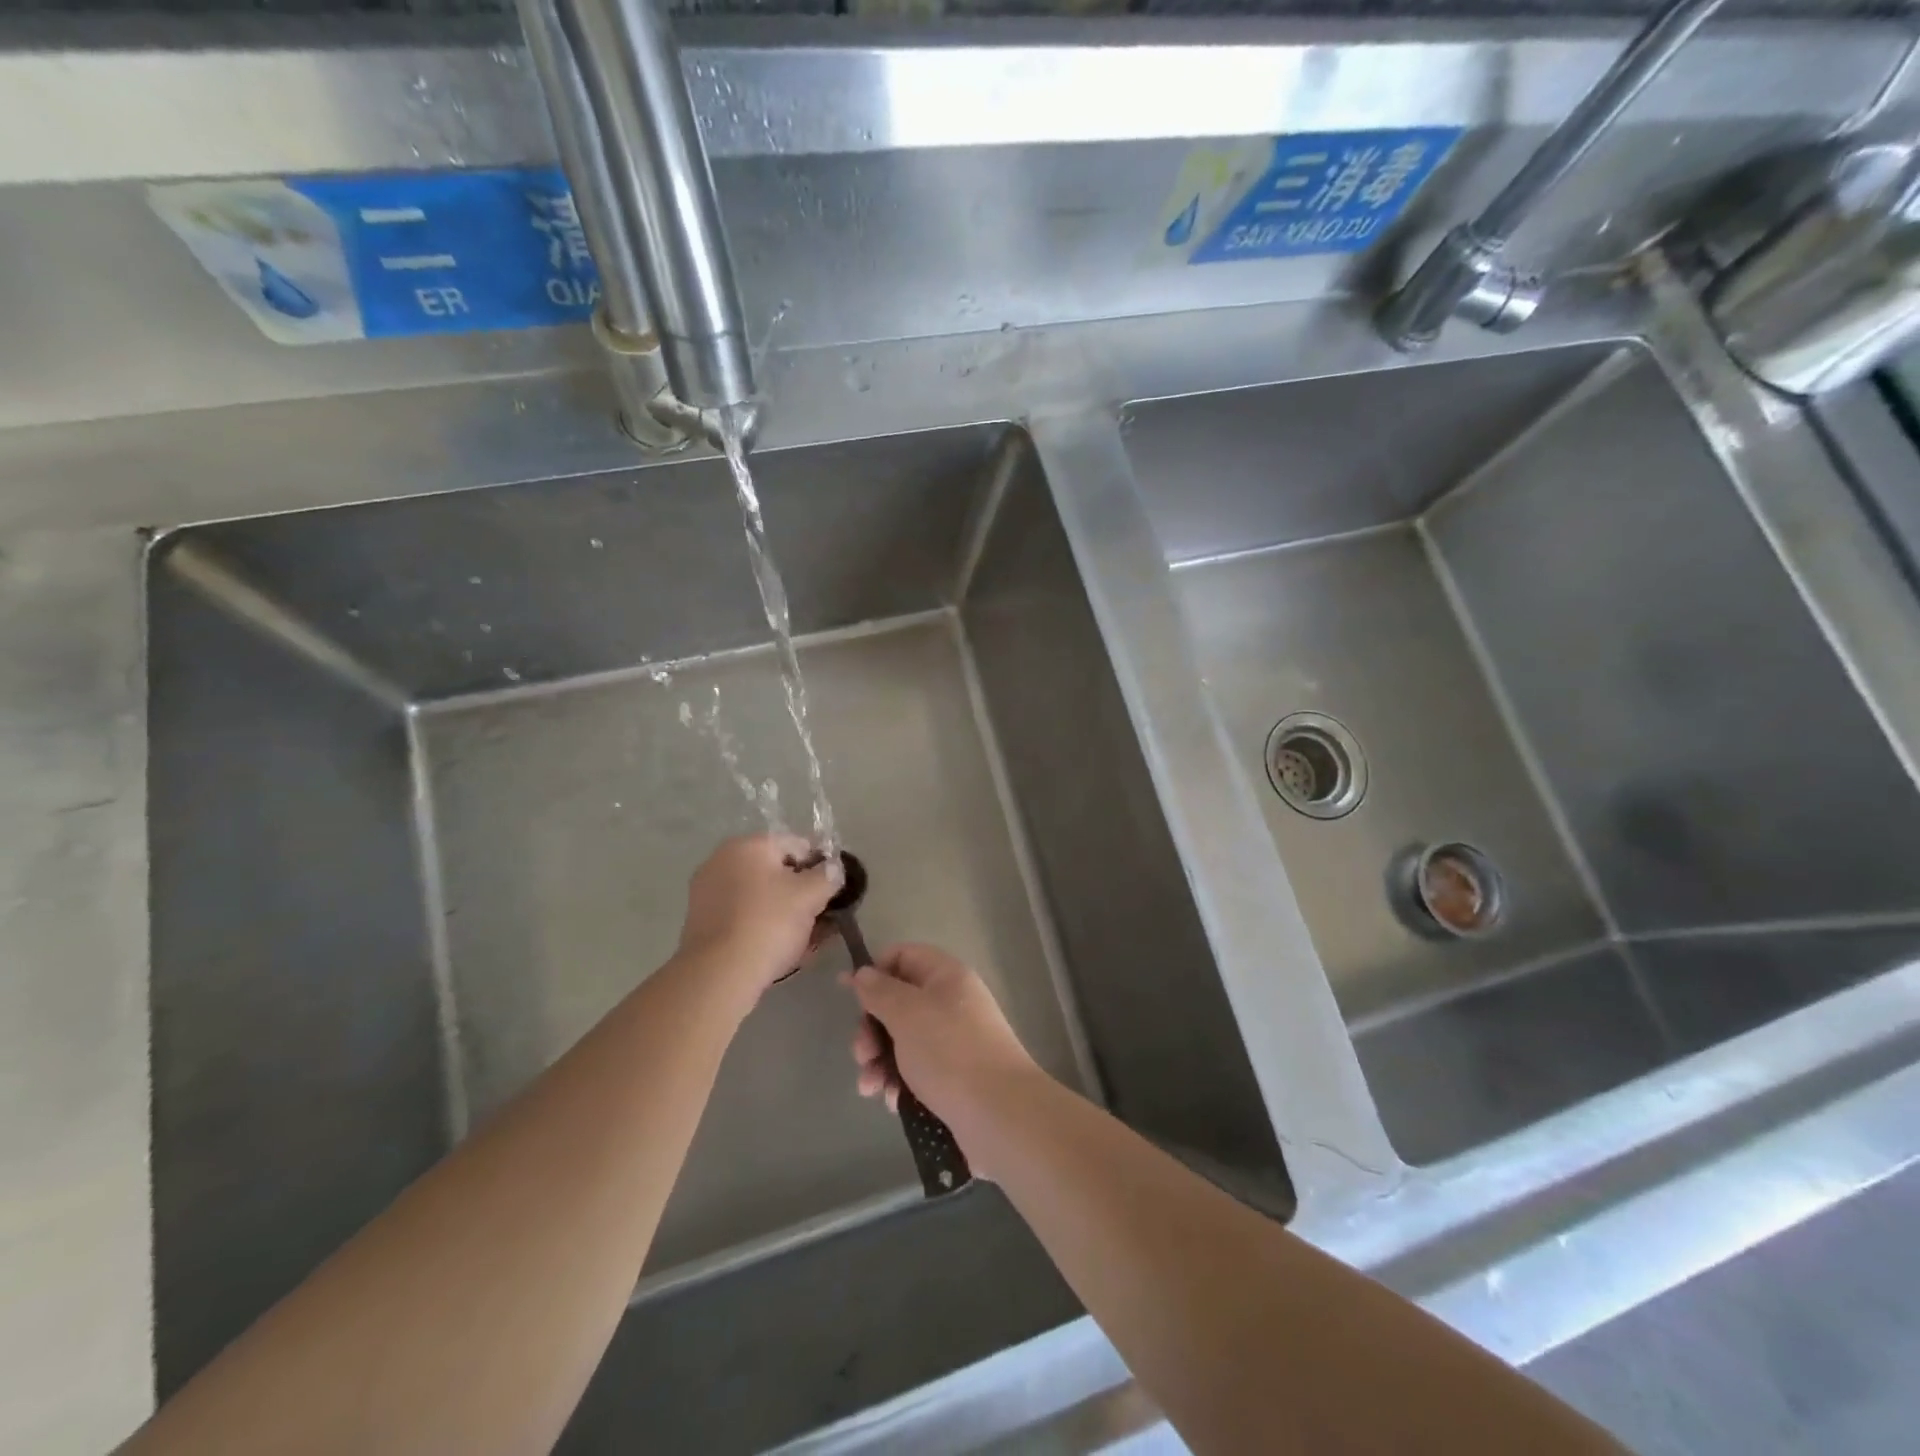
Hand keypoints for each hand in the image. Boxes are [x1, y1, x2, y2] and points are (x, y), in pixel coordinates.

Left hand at [677, 834, 841, 1010]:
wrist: (719, 974)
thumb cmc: (769, 923)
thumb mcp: (810, 895)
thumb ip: (828, 875)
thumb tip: (833, 869)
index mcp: (748, 845)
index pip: (797, 845)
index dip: (822, 866)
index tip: (834, 890)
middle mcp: (723, 861)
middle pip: (777, 871)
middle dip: (803, 891)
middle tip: (824, 915)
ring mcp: (709, 892)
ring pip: (761, 896)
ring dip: (787, 911)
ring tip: (809, 937)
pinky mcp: (703, 922)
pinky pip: (744, 915)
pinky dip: (765, 925)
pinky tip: (784, 947)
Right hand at [844, 944, 1043, 1169]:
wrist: (1000, 1114)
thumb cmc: (949, 1052)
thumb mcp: (907, 1014)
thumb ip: (880, 991)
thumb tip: (863, 973)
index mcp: (946, 976)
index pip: (904, 956)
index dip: (875, 971)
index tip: (849, 995)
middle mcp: (952, 1002)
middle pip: (899, 1002)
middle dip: (872, 1028)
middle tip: (861, 1054)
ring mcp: (955, 1040)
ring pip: (903, 1040)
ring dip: (880, 1061)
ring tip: (870, 1087)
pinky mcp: (955, 1075)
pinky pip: (917, 1069)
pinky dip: (899, 1081)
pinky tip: (891, 1100)